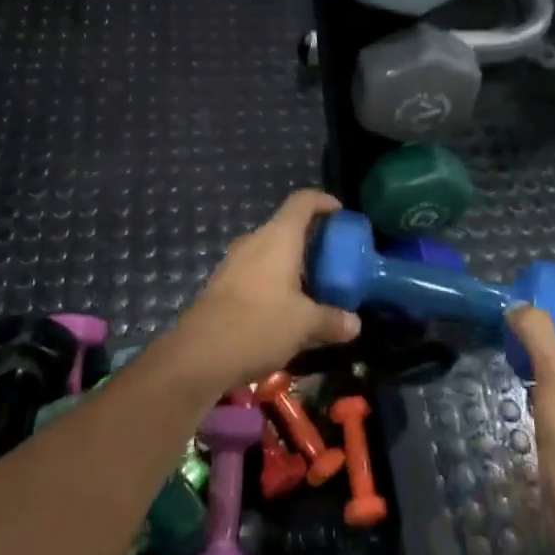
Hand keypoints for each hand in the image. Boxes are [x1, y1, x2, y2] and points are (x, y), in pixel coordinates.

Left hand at [174, 190, 361, 392]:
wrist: (199, 353)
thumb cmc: (259, 324)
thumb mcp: (305, 324)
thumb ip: (332, 320)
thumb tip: (355, 324)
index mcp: (278, 237)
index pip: (303, 201)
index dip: (323, 201)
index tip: (341, 214)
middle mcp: (255, 240)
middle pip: (287, 226)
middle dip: (311, 240)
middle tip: (332, 260)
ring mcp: (234, 261)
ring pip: (270, 251)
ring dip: (291, 263)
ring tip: (312, 287)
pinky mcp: (222, 283)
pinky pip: (256, 270)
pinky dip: (274, 280)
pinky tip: (284, 308)